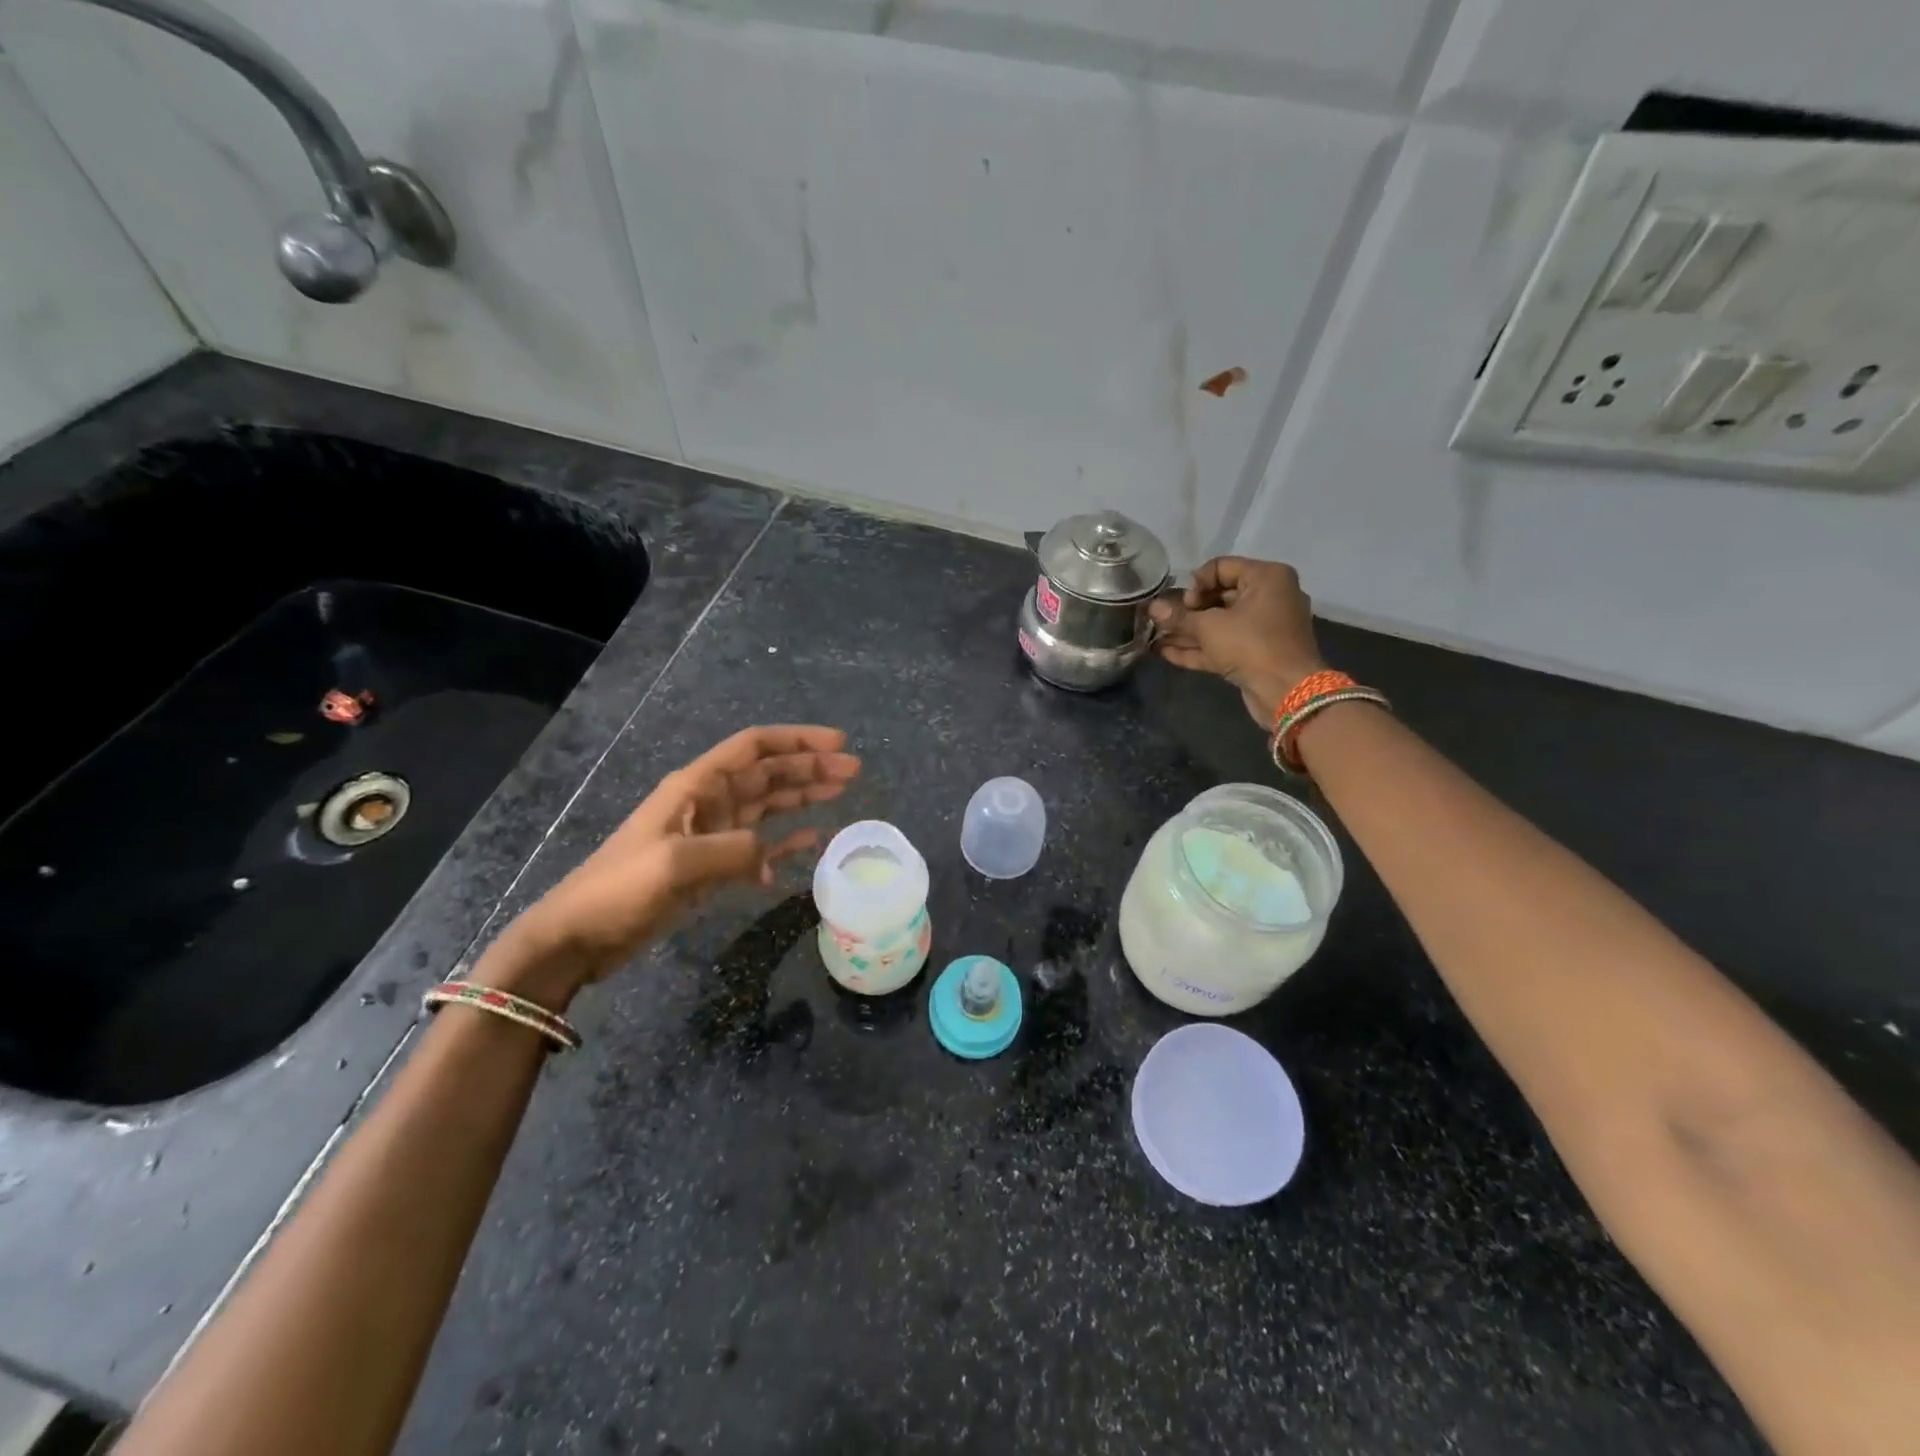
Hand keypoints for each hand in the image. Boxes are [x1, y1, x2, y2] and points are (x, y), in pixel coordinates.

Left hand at [487, 725, 859, 1003]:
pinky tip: (812, 839)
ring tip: (841, 792)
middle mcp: (708, 802)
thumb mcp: (676, 864)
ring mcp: (711, 834)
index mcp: (696, 787)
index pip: (754, 749)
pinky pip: (759, 844)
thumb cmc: (620, 889)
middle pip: (768, 773)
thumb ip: (732, 849)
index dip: (796, 740)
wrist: (578, 936)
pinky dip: (785, 840)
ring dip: (803, 796)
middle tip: (853, 771)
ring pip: (767, 805)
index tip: (838, 743)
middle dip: (810, 767)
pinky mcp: (711, 866)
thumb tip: (771, 850)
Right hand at [1148, 557, 1324, 726]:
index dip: (1196, 583)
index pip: (1222, 567)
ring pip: (1219, 624)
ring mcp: (1262, 629)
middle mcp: (1268, 598)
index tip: (1184, 603)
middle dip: (1187, 611)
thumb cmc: (1251, 644)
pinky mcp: (1255, 654)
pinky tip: (1165, 652)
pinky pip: (1223, 644)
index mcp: (1266, 578)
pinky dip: (1198, 648)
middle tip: (1164, 620)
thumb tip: (1152, 607)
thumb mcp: (1209, 626)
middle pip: (1219, 596)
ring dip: (1187, 631)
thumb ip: (1179, 617)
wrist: (1287, 691)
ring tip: (1155, 636)